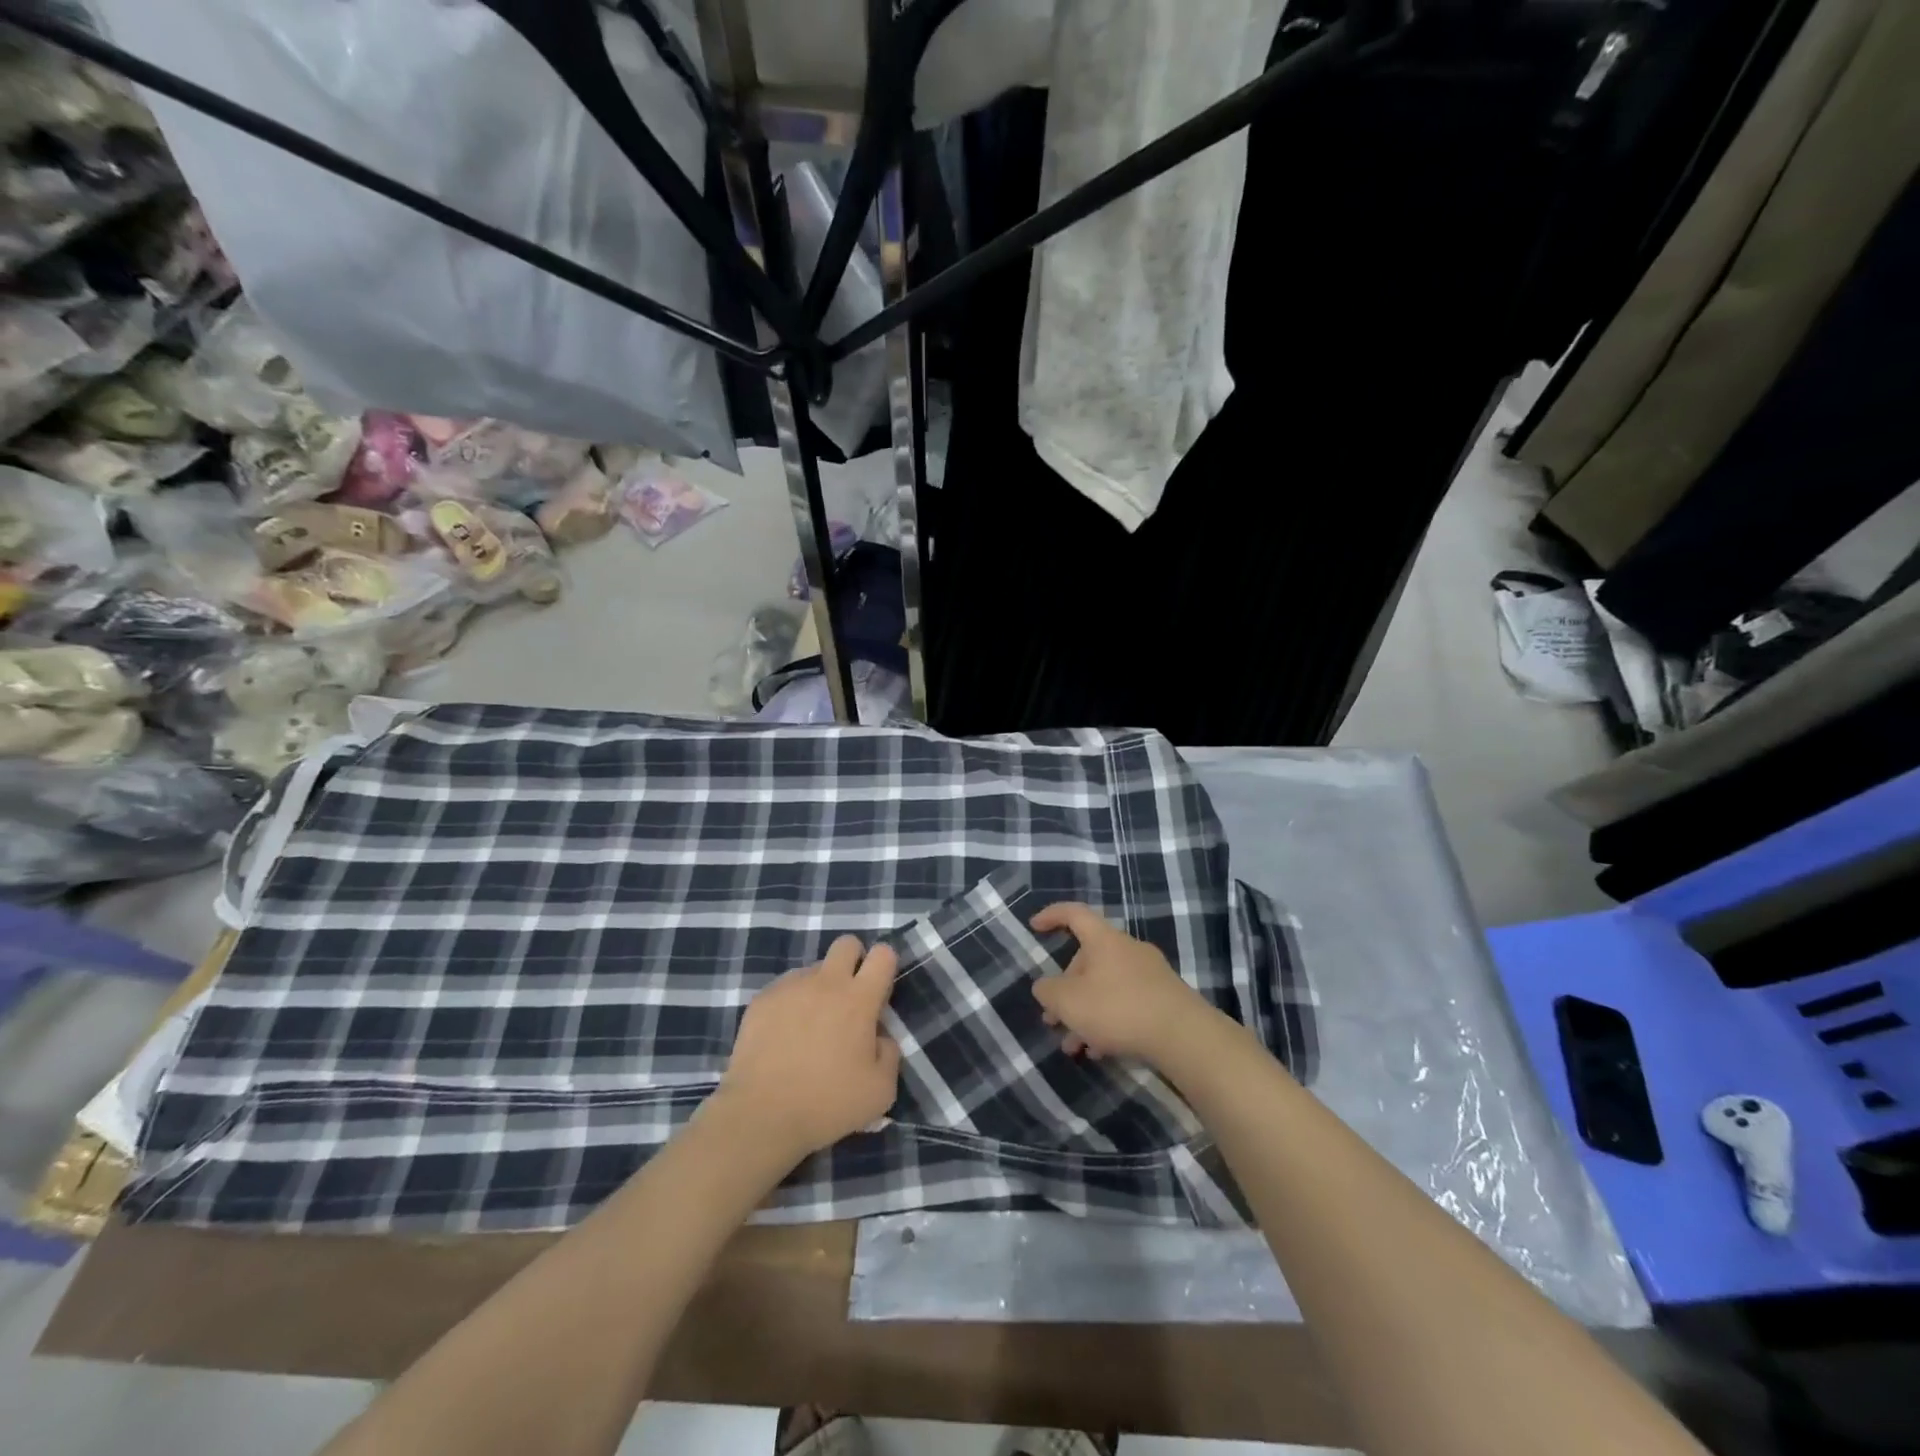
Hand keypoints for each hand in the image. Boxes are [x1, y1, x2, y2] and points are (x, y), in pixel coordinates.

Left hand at [714, 935, 900, 1162]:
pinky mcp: (762, 999)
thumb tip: (880, 1037)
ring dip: (820, 987)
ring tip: (811, 1026)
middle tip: (849, 998)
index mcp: (859, 999)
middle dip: (853, 961)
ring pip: (813, 968)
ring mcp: (790, 987)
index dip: (885, 965)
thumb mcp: (880, 1092)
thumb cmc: (826, 1103)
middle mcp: (826, 982)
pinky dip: (791, 1003)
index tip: (880, 991)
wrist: (761, 1115)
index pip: (883, 954)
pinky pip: (785, 988)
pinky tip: (784, 1035)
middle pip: (847, 943)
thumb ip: (889, 1054)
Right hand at [1030, 902, 1215, 1064]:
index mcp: (1104, 940)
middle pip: (1088, 960)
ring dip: (1085, 1013)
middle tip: (1053, 1019)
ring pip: (1106, 987)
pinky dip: (1108, 1022)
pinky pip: (1126, 1003)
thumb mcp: (1068, 1002)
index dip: (1052, 916)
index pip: (1074, 914)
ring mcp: (1150, 974)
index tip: (1034, 926)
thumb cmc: (1118, 1008)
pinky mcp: (1164, 999)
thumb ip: (1048, 991)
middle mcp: (1128, 949)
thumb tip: (1045, 987)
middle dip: (1066, 990)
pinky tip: (1101, 1051)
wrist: (1184, 1036)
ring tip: (1073, 1047)